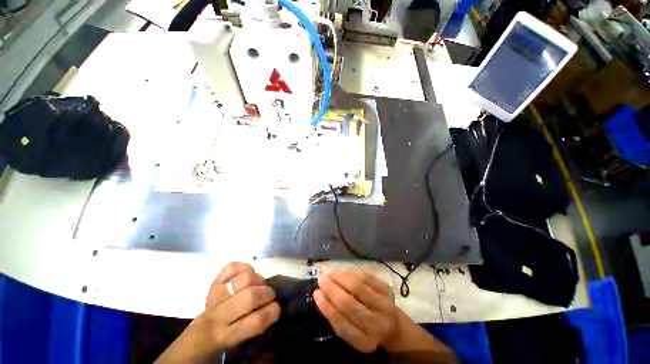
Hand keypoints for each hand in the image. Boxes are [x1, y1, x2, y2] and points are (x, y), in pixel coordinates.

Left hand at [156, 262, 279, 362]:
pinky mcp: (214, 282)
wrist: (206, 329)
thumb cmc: (232, 336)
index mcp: (231, 334)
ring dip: (258, 280)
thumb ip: (259, 325)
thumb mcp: (245, 340)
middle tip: (270, 295)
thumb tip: (274, 307)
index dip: (272, 311)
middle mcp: (221, 314)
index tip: (276, 308)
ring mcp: (216, 295)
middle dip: (266, 293)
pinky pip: (231, 267)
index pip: (256, 321)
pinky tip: (249, 274)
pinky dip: (245, 267)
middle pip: (249, 297)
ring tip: (260, 285)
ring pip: (242, 279)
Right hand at [313, 270, 398, 352]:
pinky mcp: (390, 293)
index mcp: (365, 342)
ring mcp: (386, 307)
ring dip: (342, 279)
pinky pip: (370, 280)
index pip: (342, 325)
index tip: (316, 294)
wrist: (397, 330)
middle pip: (351, 305)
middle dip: (332, 290)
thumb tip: (321, 296)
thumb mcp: (353, 337)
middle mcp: (378, 326)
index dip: (327, 308)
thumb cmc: (368, 334)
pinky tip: (343, 273)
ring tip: (329, 273)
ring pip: (361, 289)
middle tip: (321, 280)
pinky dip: (354, 275)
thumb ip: (339, 322)